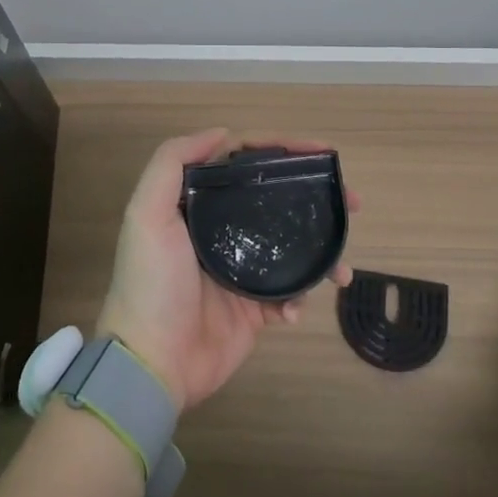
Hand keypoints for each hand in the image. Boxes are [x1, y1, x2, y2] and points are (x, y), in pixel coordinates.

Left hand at [96, 129, 355, 412]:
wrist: (153, 364)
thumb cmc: (152, 283)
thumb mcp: (147, 214)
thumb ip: (172, 163)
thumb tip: (222, 132)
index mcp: (198, 204)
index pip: (245, 162)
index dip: (281, 149)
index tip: (320, 151)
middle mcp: (221, 229)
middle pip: (275, 198)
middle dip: (314, 195)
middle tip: (351, 200)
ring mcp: (241, 268)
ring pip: (291, 244)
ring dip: (321, 248)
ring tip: (342, 265)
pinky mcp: (254, 308)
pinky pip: (289, 292)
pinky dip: (301, 295)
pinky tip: (298, 306)